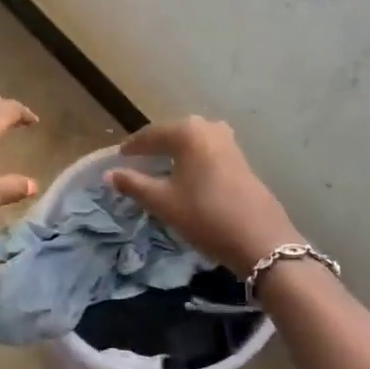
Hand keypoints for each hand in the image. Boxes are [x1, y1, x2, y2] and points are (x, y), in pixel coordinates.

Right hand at [106, 116, 303, 273]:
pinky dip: (192, 160)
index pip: (151, 134)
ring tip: (160, 169)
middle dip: (154, 147)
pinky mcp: (241, 160)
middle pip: (173, 134)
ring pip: (192, 143)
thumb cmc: (205, 216)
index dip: (132, 147)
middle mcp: (209, 128)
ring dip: (175, 153)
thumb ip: (133, 184)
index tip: (118, 159)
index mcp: (188, 132)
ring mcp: (229, 143)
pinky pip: (207, 152)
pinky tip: (186, 177)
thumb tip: (109, 174)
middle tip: (136, 162)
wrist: (260, 240)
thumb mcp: (163, 202)